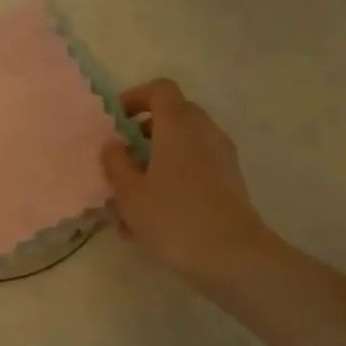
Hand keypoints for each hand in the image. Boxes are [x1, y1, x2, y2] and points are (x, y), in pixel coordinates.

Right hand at [100, 79, 271, 293]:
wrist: (232, 256)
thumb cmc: (173, 217)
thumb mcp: (130, 192)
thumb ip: (116, 163)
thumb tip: (113, 144)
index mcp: (178, 123)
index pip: (159, 89)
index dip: (135, 98)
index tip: (116, 122)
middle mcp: (204, 131)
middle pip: (173, 116)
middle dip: (144, 133)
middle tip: (121, 159)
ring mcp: (222, 156)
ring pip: (184, 146)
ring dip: (157, 160)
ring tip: (131, 197)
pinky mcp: (230, 182)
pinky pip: (196, 168)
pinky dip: (174, 179)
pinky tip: (152, 219)